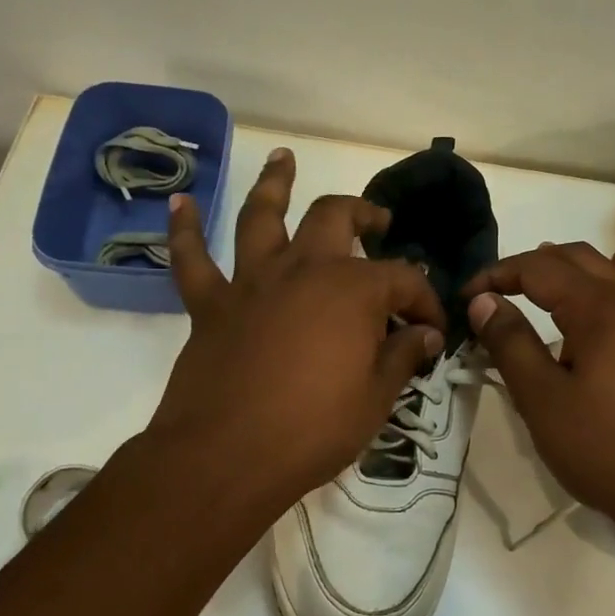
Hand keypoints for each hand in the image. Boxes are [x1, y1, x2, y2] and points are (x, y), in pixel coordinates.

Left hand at [144, 149, 446, 525]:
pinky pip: (192, 259)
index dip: (425, 301)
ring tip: (282, 158)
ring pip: (262, 217)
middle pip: (336, 219)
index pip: (403, 280)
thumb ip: (402, 356)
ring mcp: (252, 282)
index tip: (433, 330)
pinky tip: (182, 203)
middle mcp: (303, 269)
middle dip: (363, 214)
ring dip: (274, 184)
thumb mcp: (375, 399)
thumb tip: (426, 334)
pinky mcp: (210, 305)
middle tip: (378, 221)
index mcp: (352, 290)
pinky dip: (185, 229)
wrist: (224, 457)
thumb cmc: (312, 430)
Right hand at [463, 243, 614, 554]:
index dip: (496, 275)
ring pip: (605, 271)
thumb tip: (484, 301)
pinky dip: (607, 278)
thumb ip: (510, 343)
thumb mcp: (543, 400)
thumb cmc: (606, 448)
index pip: (538, 269)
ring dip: (565, 270)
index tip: (465, 298)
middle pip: (574, 258)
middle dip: (529, 266)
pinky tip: (609, 277)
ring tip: (534, 283)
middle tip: (493, 292)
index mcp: (599, 308)